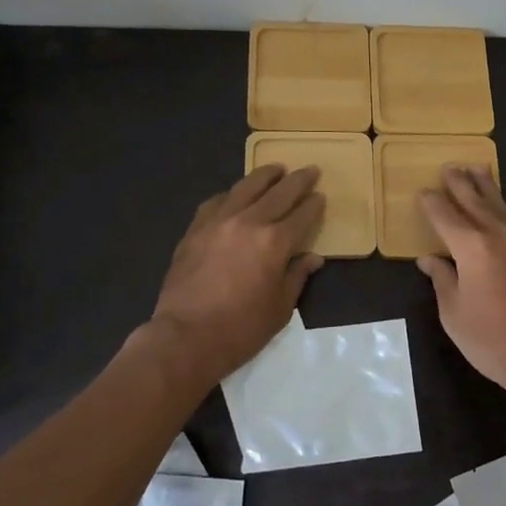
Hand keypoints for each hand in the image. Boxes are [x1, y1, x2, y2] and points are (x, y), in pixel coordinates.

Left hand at [148, 164, 324, 385]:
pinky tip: (235, 195)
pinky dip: (231, 194)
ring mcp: (218, 221)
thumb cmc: (240, 329)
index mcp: (275, 242)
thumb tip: (312, 258)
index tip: (320, 196)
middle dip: (298, 180)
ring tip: (276, 168)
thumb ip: (297, 276)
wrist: (185, 337)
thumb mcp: (280, 309)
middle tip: (310, 169)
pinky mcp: (195, 229)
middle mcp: (249, 222)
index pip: (302, 215)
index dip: (314, 205)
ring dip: (265, 175)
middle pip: (279, 193)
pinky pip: (216, 202)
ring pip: (246, 187)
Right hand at [417, 166, 505, 400]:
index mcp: (472, 246)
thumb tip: (430, 259)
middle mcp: (500, 234)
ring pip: (502, 205)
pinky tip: (503, 211)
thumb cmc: (492, 340)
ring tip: (478, 171)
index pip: (445, 215)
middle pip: (476, 200)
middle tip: (449, 167)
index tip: (423, 192)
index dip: (432, 202)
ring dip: (487, 187)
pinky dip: (505, 210)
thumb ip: (442, 279)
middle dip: (460, 183)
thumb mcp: (454, 313)